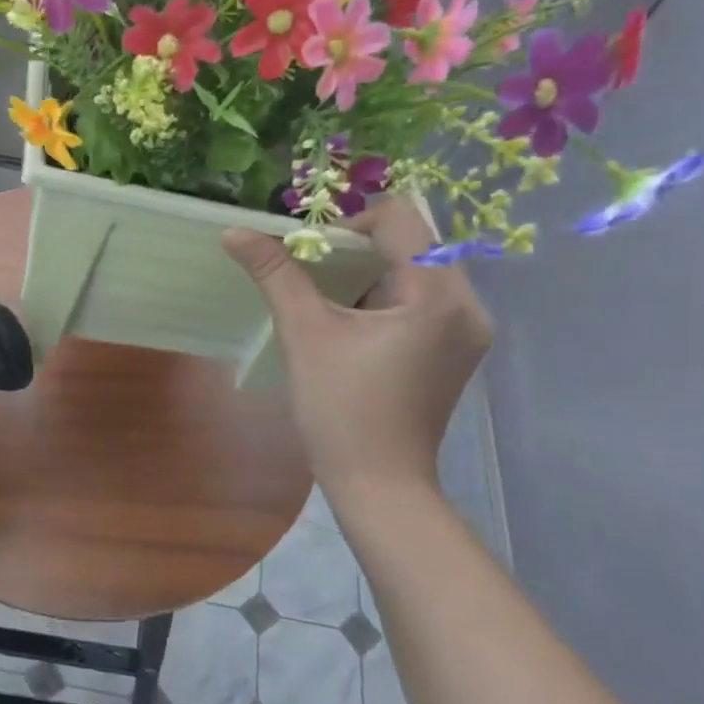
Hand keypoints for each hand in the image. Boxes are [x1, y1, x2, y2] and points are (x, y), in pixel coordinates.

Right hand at [223, 198, 491, 503]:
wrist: (378, 484)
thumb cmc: (341, 409)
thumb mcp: (304, 333)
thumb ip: (275, 273)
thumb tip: (234, 231)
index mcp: (438, 295)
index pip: (400, 219)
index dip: (350, 222)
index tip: (311, 252)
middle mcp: (468, 305)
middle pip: (414, 241)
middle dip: (359, 246)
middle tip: (314, 270)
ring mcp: (468, 330)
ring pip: (419, 269)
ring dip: (371, 270)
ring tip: (328, 296)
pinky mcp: (458, 350)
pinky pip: (424, 297)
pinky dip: (386, 294)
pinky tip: (353, 322)